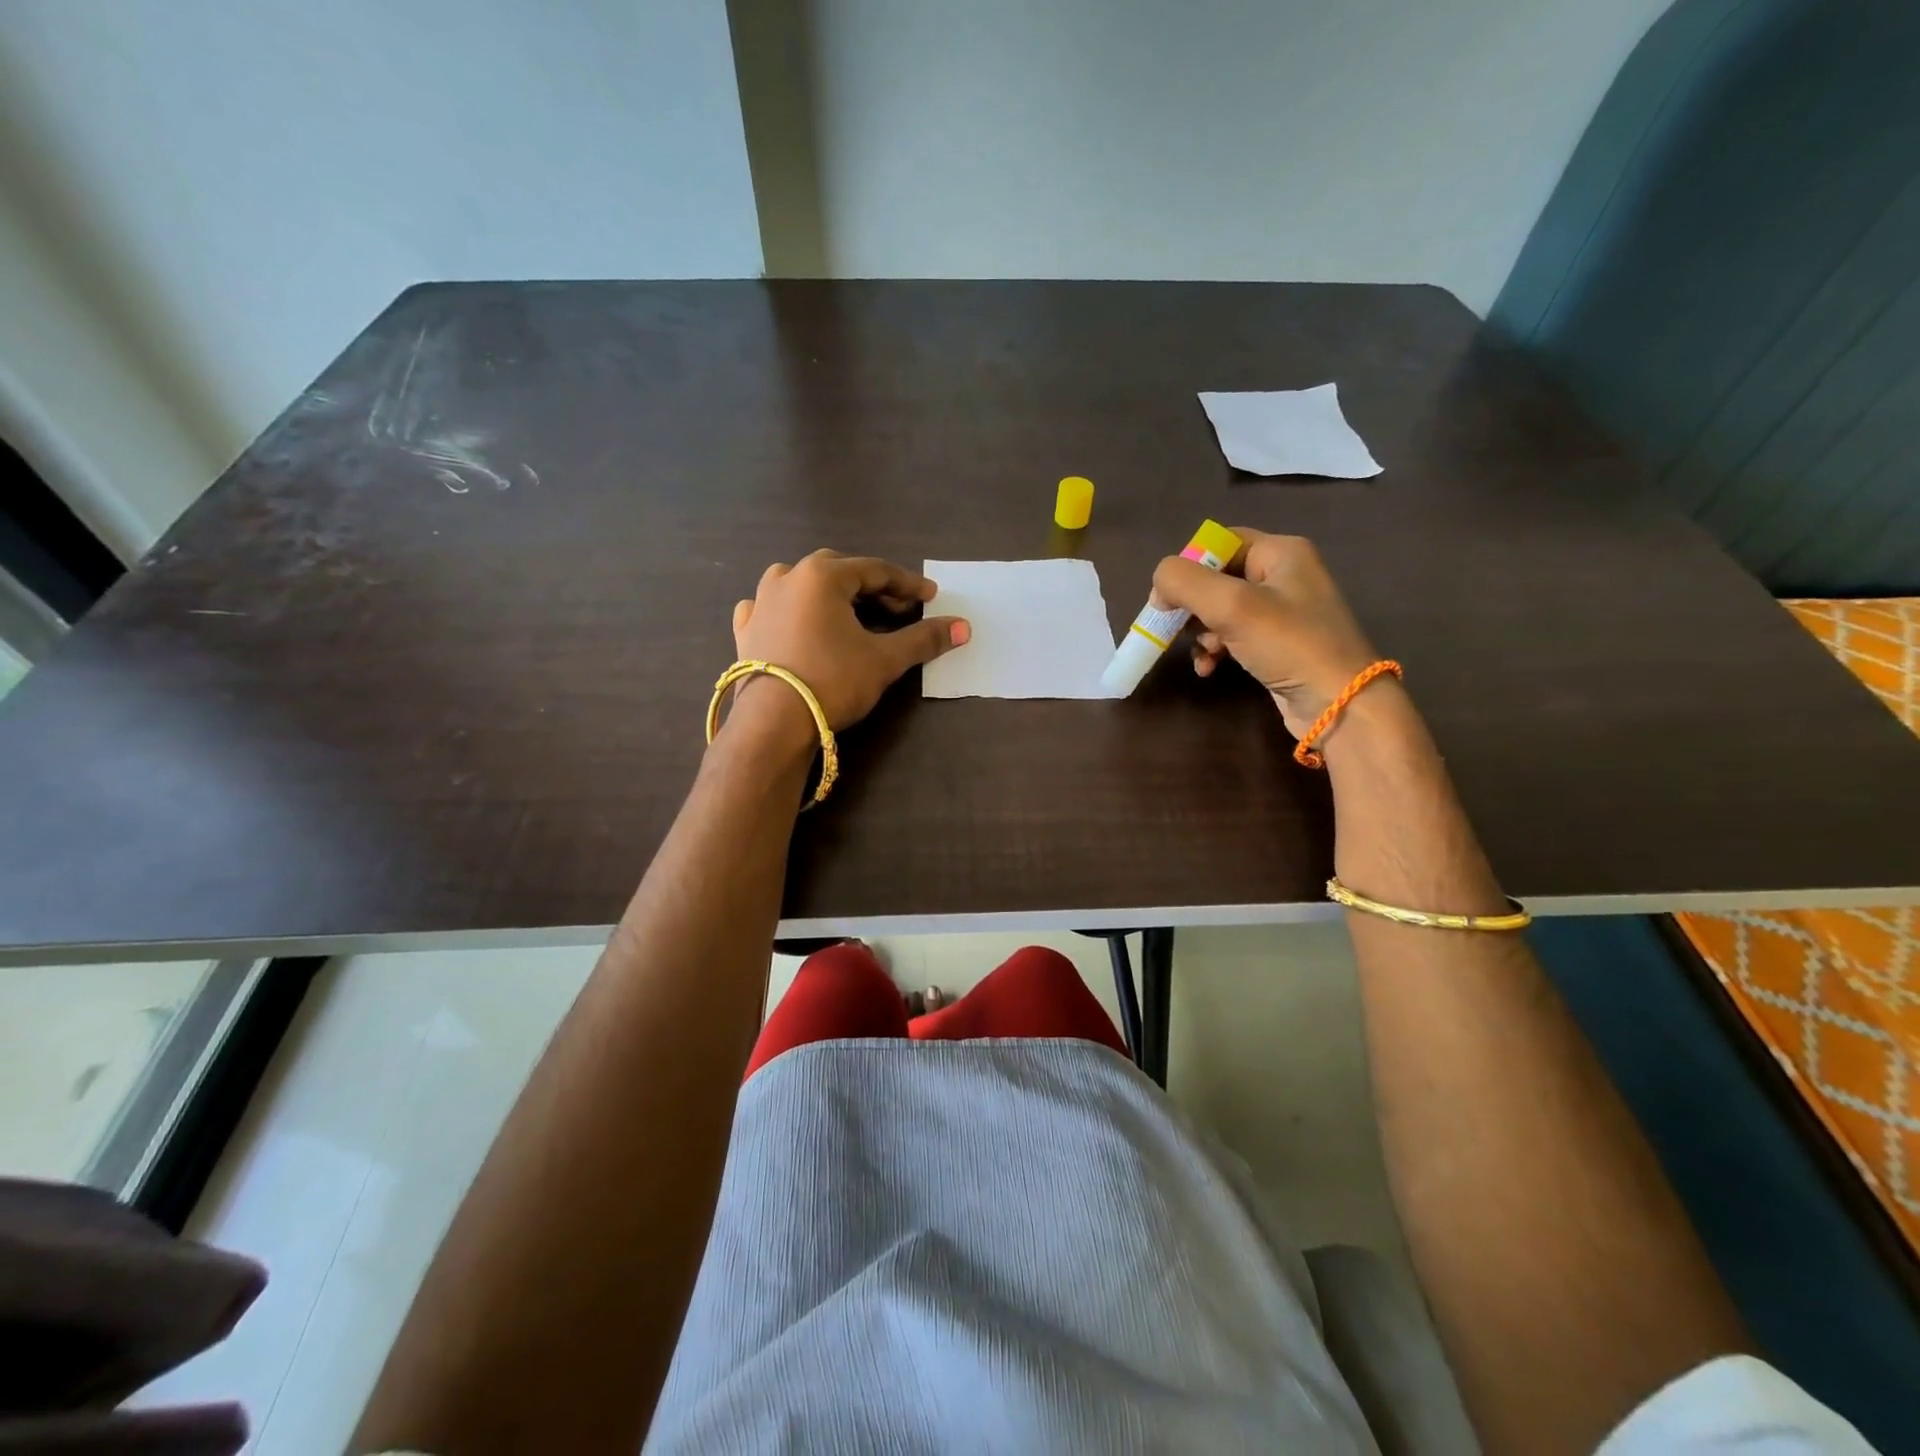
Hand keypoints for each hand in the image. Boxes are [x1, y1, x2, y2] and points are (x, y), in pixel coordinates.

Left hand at [731, 551, 969, 730]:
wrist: (773, 723)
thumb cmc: (833, 681)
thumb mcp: (884, 660)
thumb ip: (923, 639)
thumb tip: (963, 626)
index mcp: (822, 577)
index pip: (875, 571)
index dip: (907, 584)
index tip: (931, 596)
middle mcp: (788, 578)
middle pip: (838, 572)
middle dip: (871, 588)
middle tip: (897, 609)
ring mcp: (761, 603)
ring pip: (799, 583)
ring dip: (828, 592)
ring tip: (847, 611)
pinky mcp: (746, 630)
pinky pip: (767, 607)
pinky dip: (787, 609)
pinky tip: (792, 620)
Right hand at [1152, 529, 1380, 739]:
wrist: (1339, 704)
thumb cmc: (1288, 644)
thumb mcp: (1231, 605)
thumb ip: (1185, 583)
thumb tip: (1158, 585)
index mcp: (1281, 552)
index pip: (1219, 542)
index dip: (1188, 566)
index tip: (1167, 598)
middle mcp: (1284, 574)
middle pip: (1216, 577)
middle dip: (1192, 606)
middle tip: (1175, 629)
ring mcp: (1282, 611)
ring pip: (1220, 610)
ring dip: (1200, 632)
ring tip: (1203, 654)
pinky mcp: (1277, 643)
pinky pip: (1233, 636)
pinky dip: (1215, 649)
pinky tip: (1209, 668)